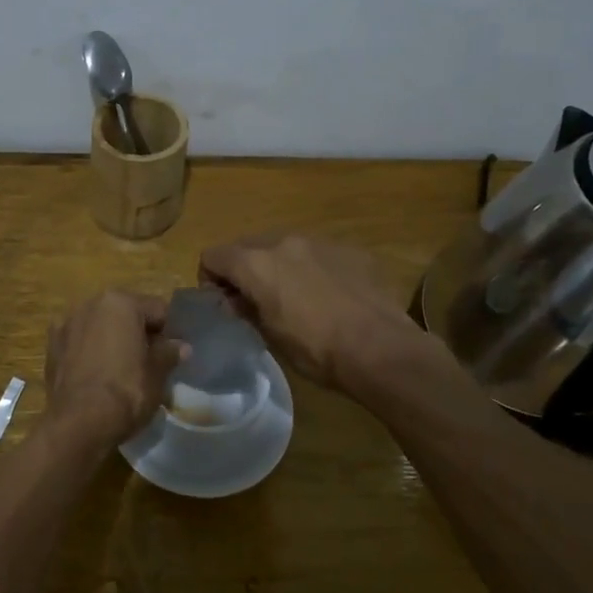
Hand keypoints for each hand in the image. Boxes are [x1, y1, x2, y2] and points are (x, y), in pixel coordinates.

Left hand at [44, 291, 181, 442]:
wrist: (79, 423)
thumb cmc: (126, 392)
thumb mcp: (157, 374)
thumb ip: (169, 353)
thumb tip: (181, 346)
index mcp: (120, 302)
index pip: (157, 310)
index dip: (169, 332)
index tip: (172, 353)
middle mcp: (90, 304)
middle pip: (125, 314)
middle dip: (137, 333)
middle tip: (148, 362)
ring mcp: (66, 324)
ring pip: (99, 327)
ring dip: (111, 340)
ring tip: (120, 370)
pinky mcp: (51, 347)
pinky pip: (79, 343)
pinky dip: (89, 352)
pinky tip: (96, 375)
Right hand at [199, 235, 420, 388]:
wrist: (381, 349)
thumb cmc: (317, 350)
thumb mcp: (270, 337)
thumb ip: (247, 309)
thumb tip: (236, 301)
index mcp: (256, 264)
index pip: (213, 256)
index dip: (210, 279)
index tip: (223, 302)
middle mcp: (284, 242)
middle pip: (247, 245)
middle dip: (244, 268)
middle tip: (255, 300)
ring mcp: (320, 241)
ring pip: (285, 245)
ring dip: (279, 265)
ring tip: (295, 297)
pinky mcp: (350, 250)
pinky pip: (318, 253)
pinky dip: (313, 268)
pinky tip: (329, 296)